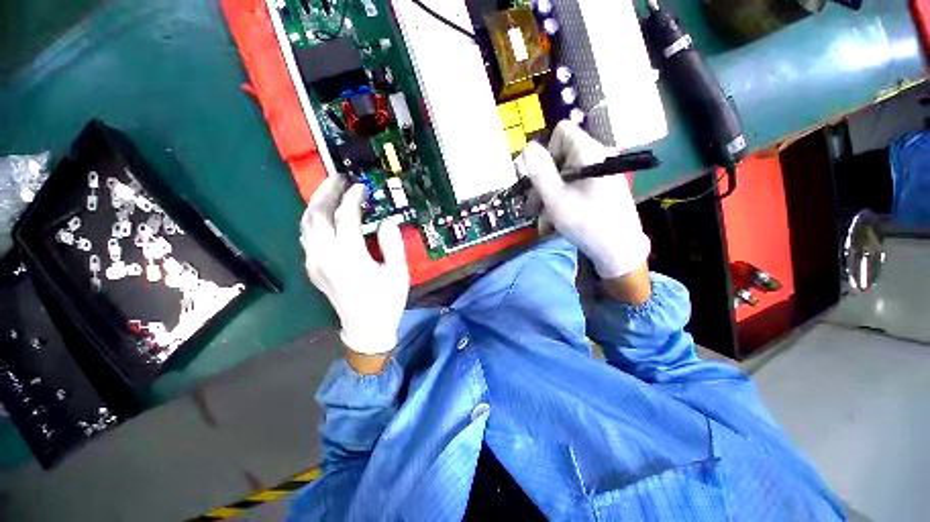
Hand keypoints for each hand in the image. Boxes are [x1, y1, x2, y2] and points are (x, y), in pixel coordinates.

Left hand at [300, 176, 409, 357]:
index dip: (353, 198)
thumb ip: (392, 244)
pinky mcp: (313, 269)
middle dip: (326, 192)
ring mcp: (315, 263)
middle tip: (339, 178)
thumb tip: (386, 221)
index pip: (346, 217)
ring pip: (306, 224)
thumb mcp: (397, 272)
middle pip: (317, 215)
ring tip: (330, 191)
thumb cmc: (386, 301)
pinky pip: (307, 237)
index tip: (362, 186)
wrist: (365, 329)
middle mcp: (326, 256)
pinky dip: (313, 220)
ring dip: (316, 204)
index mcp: (349, 256)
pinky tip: (325, 216)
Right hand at [518, 120, 650, 280]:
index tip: (540, 178)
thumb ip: (540, 172)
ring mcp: (602, 174)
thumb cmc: (586, 223)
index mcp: (589, 153)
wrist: (620, 251)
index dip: (547, 151)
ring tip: (543, 221)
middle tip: (533, 208)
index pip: (563, 132)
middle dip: (543, 182)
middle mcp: (598, 157)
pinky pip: (577, 187)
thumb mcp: (556, 199)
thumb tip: (527, 147)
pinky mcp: (603, 188)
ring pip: (566, 176)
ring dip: (550, 196)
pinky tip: (556, 221)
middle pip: (562, 157)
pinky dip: (563, 200)